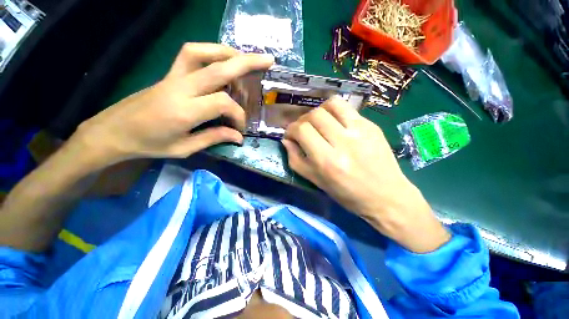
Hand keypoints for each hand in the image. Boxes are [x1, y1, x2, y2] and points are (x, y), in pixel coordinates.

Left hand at [73, 43, 273, 167]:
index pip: (223, 103)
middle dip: (247, 63)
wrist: (113, 131)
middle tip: (268, 60)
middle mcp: (180, 88)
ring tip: (244, 59)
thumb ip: (214, 138)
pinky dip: (210, 52)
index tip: (239, 128)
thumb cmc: (149, 144)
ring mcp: (173, 77)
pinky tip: (222, 61)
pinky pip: (191, 54)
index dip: (238, 115)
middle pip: (218, 68)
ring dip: (227, 52)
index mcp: (184, 111)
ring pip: (202, 53)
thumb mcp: (184, 148)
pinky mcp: (169, 74)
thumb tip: (238, 136)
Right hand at [282, 97, 449, 252]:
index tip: (290, 135)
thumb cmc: (346, 194)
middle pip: (315, 115)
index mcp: (327, 161)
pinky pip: (347, 109)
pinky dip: (334, 112)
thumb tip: (287, 140)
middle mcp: (343, 142)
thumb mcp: (315, 181)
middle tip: (303, 130)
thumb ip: (296, 159)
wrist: (385, 196)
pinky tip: (335, 123)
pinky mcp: (372, 126)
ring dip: (319, 111)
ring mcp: (361, 131)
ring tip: (318, 122)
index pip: (302, 130)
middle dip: (303, 120)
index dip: (291, 129)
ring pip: (332, 104)